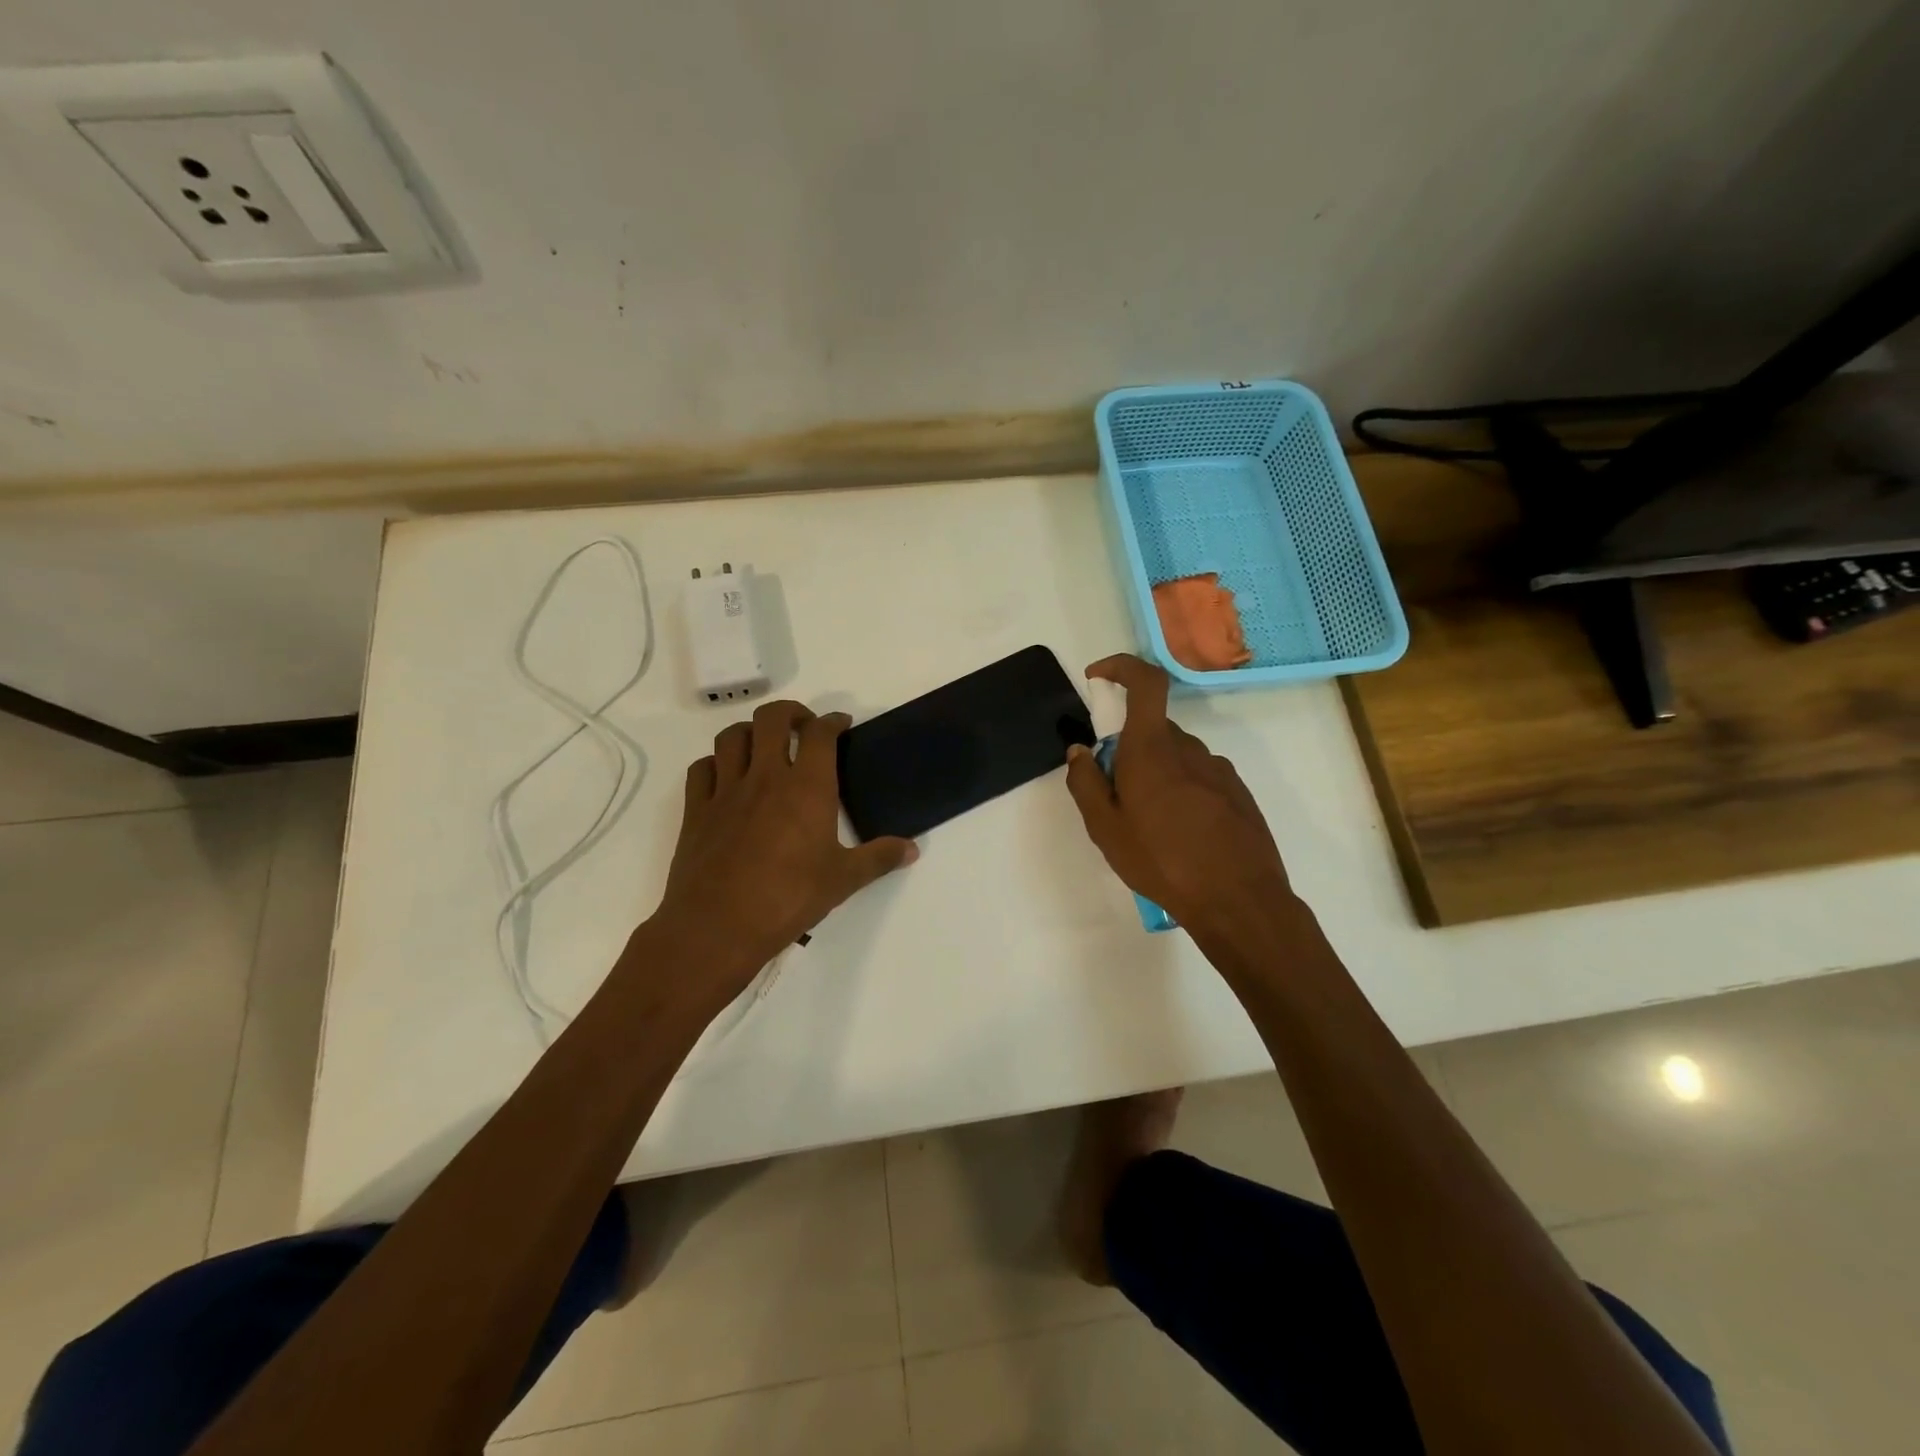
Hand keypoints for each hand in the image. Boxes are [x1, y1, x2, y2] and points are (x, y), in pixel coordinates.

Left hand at [656, 700, 915, 993]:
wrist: (717, 928)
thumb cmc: (788, 900)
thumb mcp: (843, 880)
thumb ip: (879, 859)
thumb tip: (912, 850)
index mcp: (807, 788)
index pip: (820, 734)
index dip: (833, 721)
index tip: (841, 724)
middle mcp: (766, 777)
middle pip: (772, 718)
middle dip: (791, 712)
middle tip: (804, 728)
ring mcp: (726, 791)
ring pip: (732, 736)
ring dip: (751, 732)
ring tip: (765, 746)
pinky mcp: (697, 811)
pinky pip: (702, 768)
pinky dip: (716, 763)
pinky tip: (727, 778)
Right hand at [1063, 655, 1294, 940]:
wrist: (1239, 900)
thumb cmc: (1162, 862)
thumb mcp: (1106, 829)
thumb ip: (1085, 783)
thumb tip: (1079, 751)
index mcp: (1152, 749)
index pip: (1145, 682)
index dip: (1121, 667)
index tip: (1097, 678)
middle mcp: (1189, 748)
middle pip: (1152, 730)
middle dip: (1129, 751)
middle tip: (1117, 798)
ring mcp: (1219, 769)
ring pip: (1176, 757)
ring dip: (1157, 776)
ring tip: (1151, 828)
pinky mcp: (1238, 793)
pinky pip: (1199, 778)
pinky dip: (1182, 792)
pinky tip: (1182, 837)